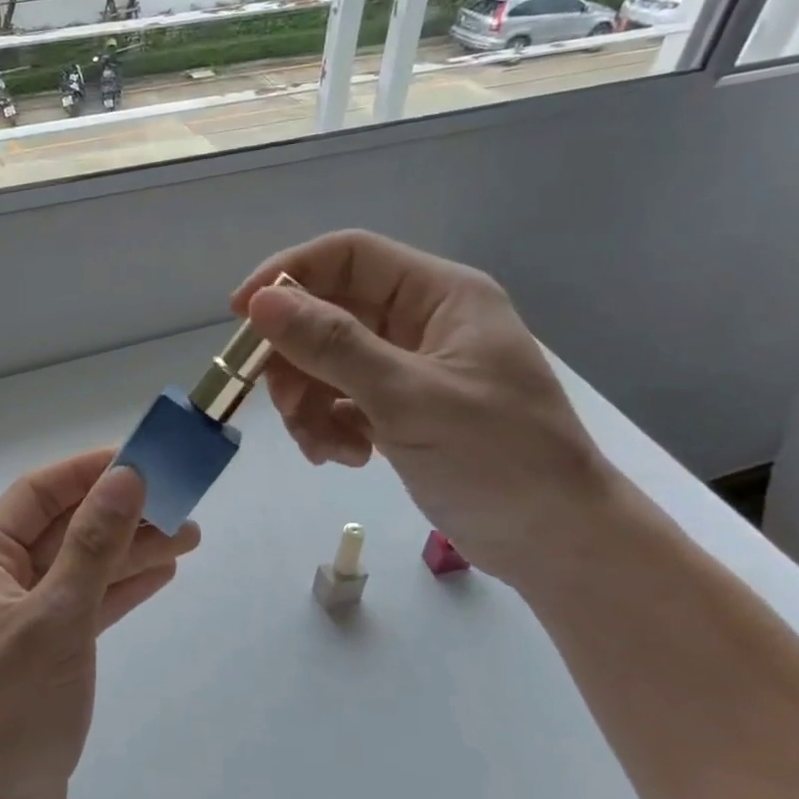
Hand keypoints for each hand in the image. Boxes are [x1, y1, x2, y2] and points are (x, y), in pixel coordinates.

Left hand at [0, 448, 199, 798]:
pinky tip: (163, 572)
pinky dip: (122, 587)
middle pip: (65, 528)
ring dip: (131, 550)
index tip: (140, 458)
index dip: (88, 472)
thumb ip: (94, 545)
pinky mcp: (49, 649)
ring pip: (83, 565)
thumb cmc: (11, 709)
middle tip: (181, 501)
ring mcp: (25, 616)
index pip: (37, 494)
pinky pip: (89, 602)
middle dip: (121, 514)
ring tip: (190, 536)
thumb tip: (127, 477)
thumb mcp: (56, 618)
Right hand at [232, 230, 618, 585]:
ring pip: (327, 363)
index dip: (289, 275)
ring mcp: (410, 368)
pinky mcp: (401, 410)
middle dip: (297, 360)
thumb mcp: (409, 397)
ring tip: (324, 447)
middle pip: (329, 313)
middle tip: (284, 405)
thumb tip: (260, 302)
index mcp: (439, 296)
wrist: (557, 542)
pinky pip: (341, 400)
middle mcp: (422, 321)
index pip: (349, 256)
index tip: (241, 314)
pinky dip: (330, 426)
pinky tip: (344, 457)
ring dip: (310, 403)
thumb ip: (333, 346)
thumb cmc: (499, 459)